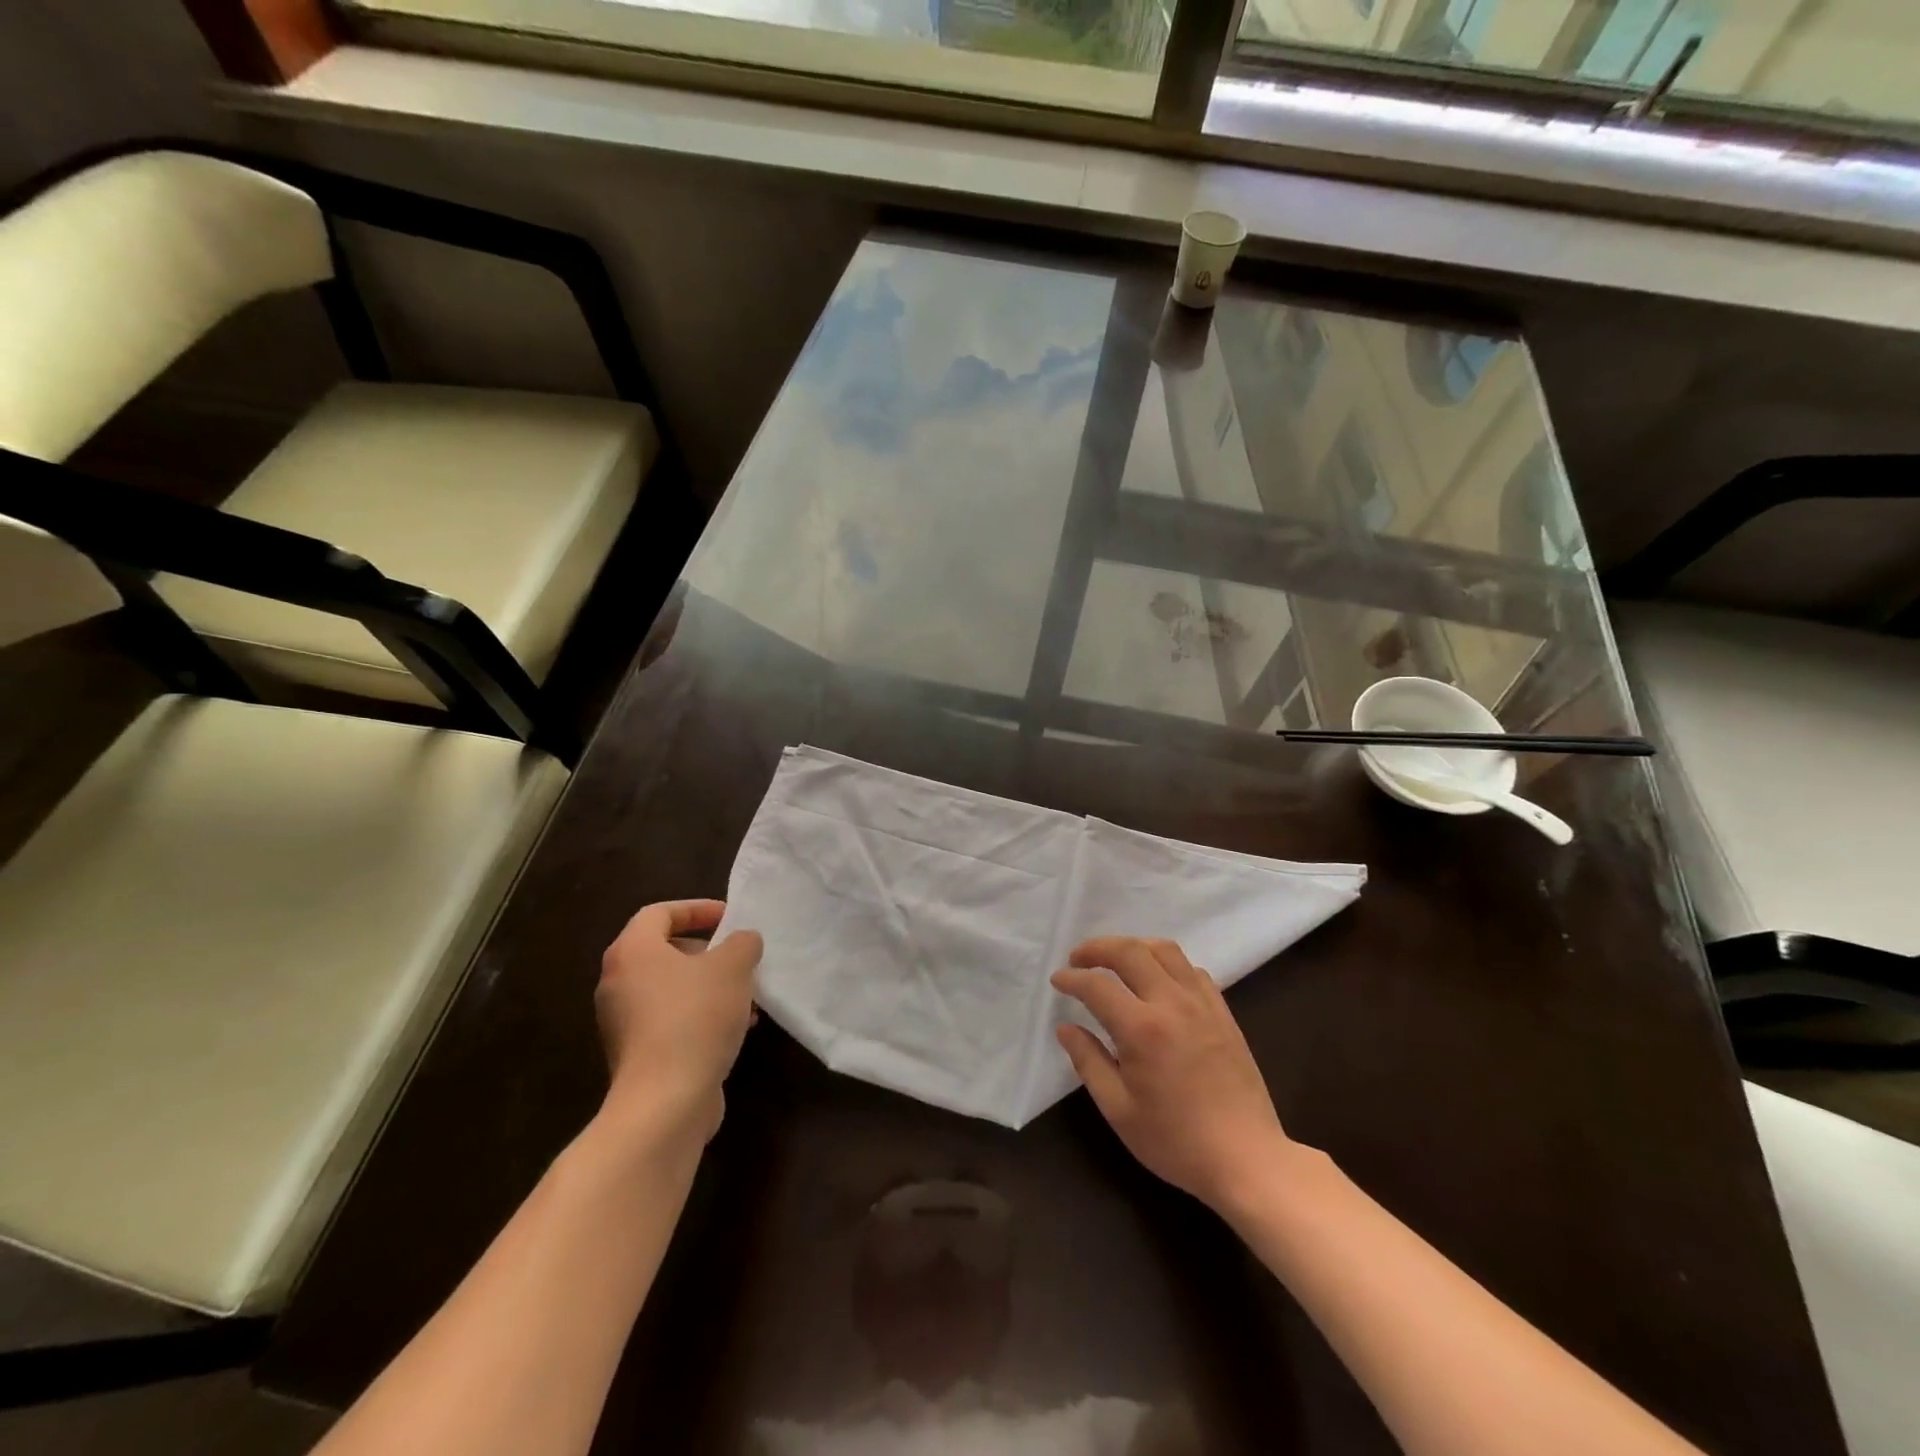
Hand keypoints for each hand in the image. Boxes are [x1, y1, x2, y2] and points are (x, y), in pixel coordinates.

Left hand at [595, 900, 762, 1142]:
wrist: (665, 1101)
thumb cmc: (696, 1017)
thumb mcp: (733, 967)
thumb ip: (742, 943)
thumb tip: (743, 941)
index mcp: (632, 951)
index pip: (660, 913)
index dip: (697, 909)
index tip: (730, 919)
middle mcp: (618, 983)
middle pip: (664, 951)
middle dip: (708, 952)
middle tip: (740, 959)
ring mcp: (623, 1022)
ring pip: (671, 989)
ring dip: (710, 987)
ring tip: (747, 998)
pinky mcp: (636, 1055)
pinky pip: (671, 1020)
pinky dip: (700, 1016)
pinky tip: (736, 1029)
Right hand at [1052, 937, 1291, 1212]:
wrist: (1247, 1159)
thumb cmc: (1176, 1141)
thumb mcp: (1119, 1110)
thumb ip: (1088, 1062)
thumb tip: (1066, 1028)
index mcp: (1142, 1029)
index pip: (1097, 986)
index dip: (1071, 979)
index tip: (1058, 981)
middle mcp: (1172, 1004)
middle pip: (1130, 951)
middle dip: (1097, 948)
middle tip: (1078, 959)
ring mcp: (1202, 1004)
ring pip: (1165, 950)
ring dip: (1133, 947)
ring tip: (1116, 961)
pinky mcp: (1223, 1012)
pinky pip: (1191, 970)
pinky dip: (1167, 964)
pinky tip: (1157, 981)